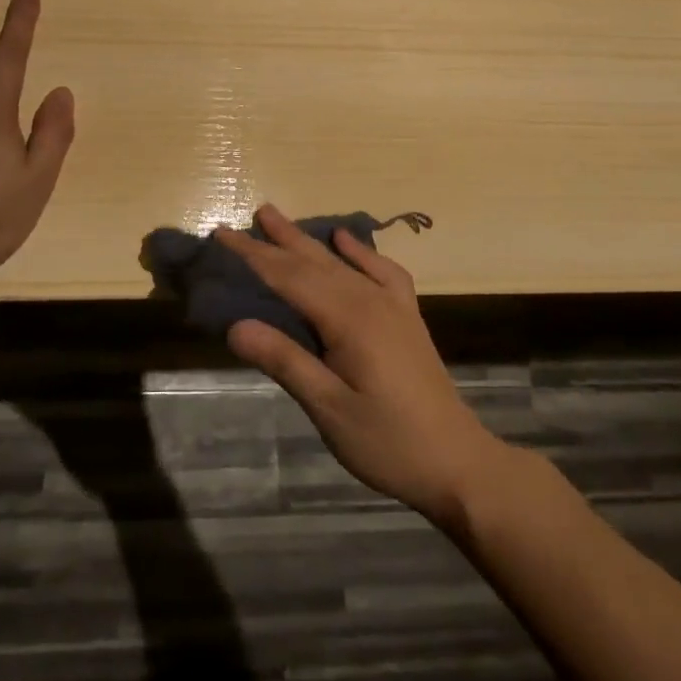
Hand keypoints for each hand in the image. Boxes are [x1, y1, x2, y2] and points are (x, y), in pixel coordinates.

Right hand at [218, 205, 502, 527]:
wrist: (458, 463)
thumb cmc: (388, 442)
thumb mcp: (329, 409)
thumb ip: (285, 362)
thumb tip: (236, 326)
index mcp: (347, 319)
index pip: (288, 277)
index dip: (253, 255)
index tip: (222, 234)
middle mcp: (369, 300)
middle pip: (312, 262)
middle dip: (275, 240)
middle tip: (245, 217)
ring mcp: (391, 305)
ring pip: (339, 262)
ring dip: (306, 239)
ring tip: (277, 218)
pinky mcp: (406, 316)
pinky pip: (381, 270)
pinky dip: (359, 251)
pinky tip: (344, 239)